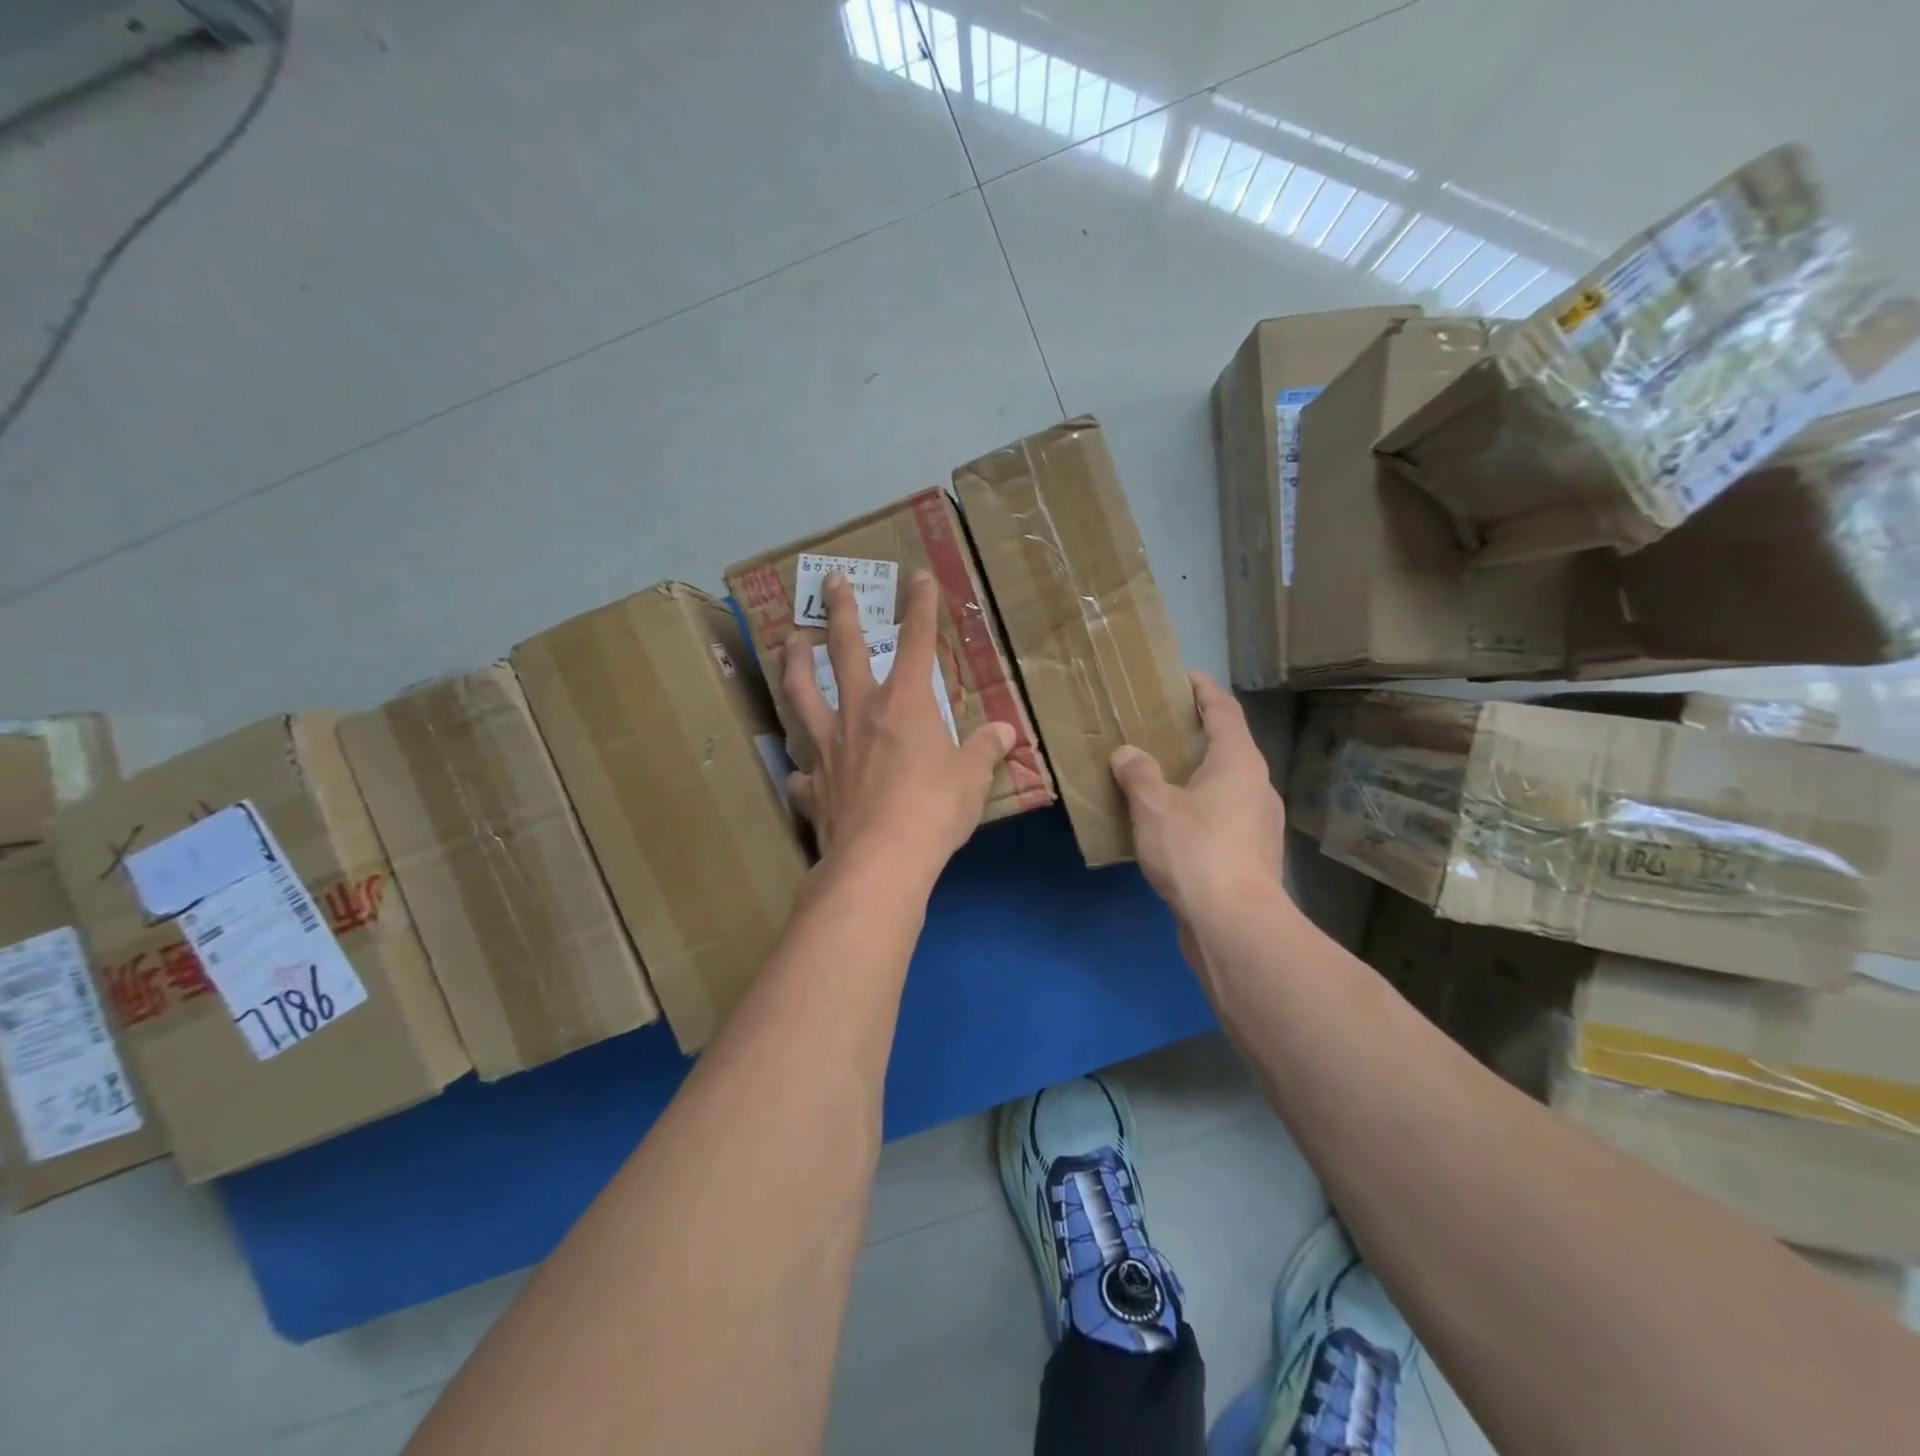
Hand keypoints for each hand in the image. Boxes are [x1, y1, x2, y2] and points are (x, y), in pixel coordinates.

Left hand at [782, 570, 1016, 882]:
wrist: (880, 860)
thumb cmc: (934, 810)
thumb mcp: (972, 778)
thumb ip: (985, 749)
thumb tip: (1005, 732)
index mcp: (905, 703)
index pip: (916, 642)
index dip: (920, 607)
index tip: (917, 577)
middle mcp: (860, 712)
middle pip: (844, 650)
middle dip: (840, 611)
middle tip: (830, 580)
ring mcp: (829, 746)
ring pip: (802, 693)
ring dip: (795, 664)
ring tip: (789, 642)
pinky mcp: (813, 785)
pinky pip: (802, 772)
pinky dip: (802, 769)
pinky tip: (801, 772)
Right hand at [1110, 672, 1287, 929]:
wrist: (1235, 924)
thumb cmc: (1196, 851)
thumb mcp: (1153, 806)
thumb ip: (1138, 774)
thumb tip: (1128, 754)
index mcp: (1238, 762)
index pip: (1223, 710)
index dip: (1203, 690)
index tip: (1182, 676)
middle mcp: (1257, 786)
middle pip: (1227, 747)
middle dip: (1195, 735)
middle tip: (1159, 728)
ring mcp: (1260, 823)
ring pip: (1225, 786)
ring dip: (1196, 776)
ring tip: (1158, 777)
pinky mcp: (1253, 855)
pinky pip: (1222, 817)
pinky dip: (1198, 809)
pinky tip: (1169, 826)